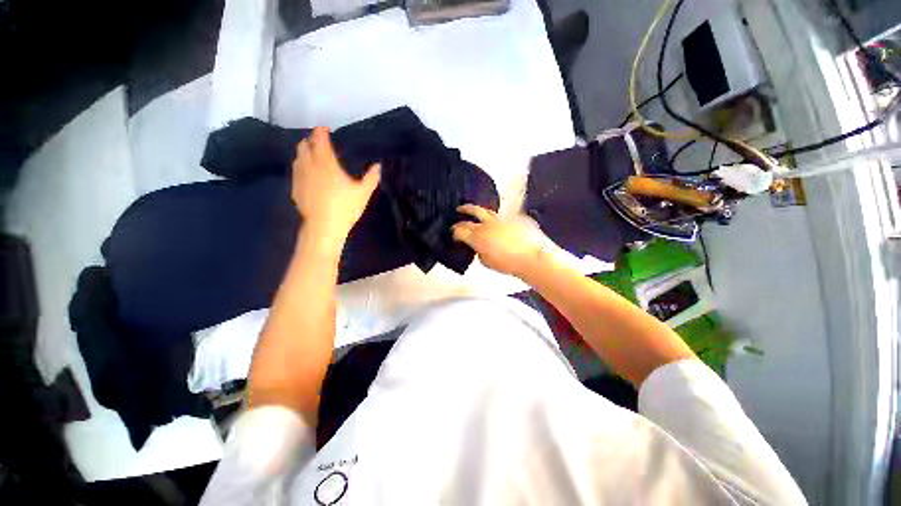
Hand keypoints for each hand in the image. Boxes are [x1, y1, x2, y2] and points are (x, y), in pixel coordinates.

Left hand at [292, 127, 379, 245]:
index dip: (321, 132)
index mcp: (326, 163)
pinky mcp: (295, 188)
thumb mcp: (363, 193)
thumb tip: (378, 166)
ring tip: (313, 155)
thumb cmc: (345, 207)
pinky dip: (301, 166)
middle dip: (311, 140)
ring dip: (304, 152)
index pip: (320, 140)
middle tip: (319, 142)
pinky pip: (296, 171)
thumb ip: (371, 177)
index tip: (325, 129)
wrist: (323, 227)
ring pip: (298, 157)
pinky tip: (308, 174)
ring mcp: (300, 177)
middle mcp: (309, 165)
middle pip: (304, 145)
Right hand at [452, 204, 546, 277]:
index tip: (454, 234)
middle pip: (472, 211)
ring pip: (486, 210)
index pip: (460, 230)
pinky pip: (502, 217)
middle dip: (463, 210)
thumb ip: (479, 252)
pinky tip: (498, 224)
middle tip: (458, 210)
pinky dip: (496, 220)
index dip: (454, 231)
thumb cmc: (508, 264)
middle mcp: (487, 223)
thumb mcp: (487, 262)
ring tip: (475, 212)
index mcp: (477, 236)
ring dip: (478, 210)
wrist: (533, 257)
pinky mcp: (514, 217)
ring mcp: (501, 218)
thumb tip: (479, 247)